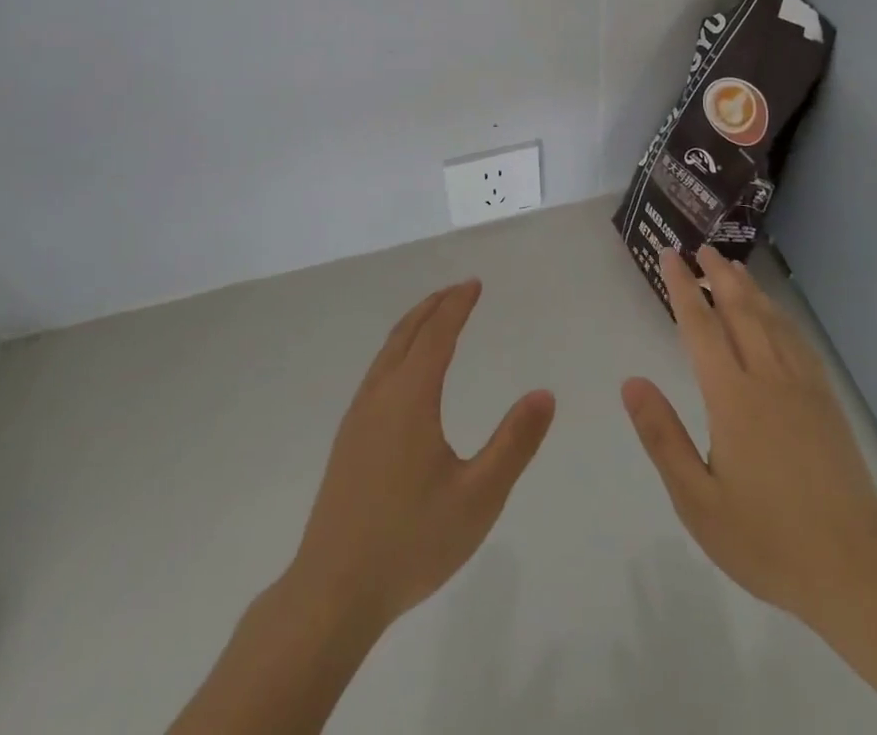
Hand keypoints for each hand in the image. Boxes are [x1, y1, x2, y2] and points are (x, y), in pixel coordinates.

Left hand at [290, 279, 555, 631]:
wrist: (332, 592)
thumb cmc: (411, 541)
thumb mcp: (478, 497)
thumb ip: (514, 443)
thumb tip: (544, 394)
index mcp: (410, 398)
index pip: (437, 335)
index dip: (457, 305)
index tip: (474, 284)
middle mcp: (380, 396)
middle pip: (407, 334)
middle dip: (434, 306)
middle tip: (459, 290)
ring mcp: (358, 417)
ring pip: (387, 352)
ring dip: (413, 326)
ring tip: (434, 318)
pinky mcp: (347, 440)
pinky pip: (376, 373)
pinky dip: (397, 350)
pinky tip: (404, 374)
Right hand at [622, 247, 876, 633]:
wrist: (853, 570)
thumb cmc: (765, 539)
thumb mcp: (697, 500)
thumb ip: (662, 437)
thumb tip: (631, 382)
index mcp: (732, 398)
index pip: (701, 327)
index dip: (683, 288)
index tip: (671, 256)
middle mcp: (768, 378)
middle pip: (740, 310)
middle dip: (719, 275)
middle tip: (703, 248)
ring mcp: (803, 387)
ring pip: (772, 321)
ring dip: (750, 289)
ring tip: (733, 267)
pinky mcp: (827, 402)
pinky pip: (799, 342)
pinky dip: (782, 317)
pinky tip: (777, 315)